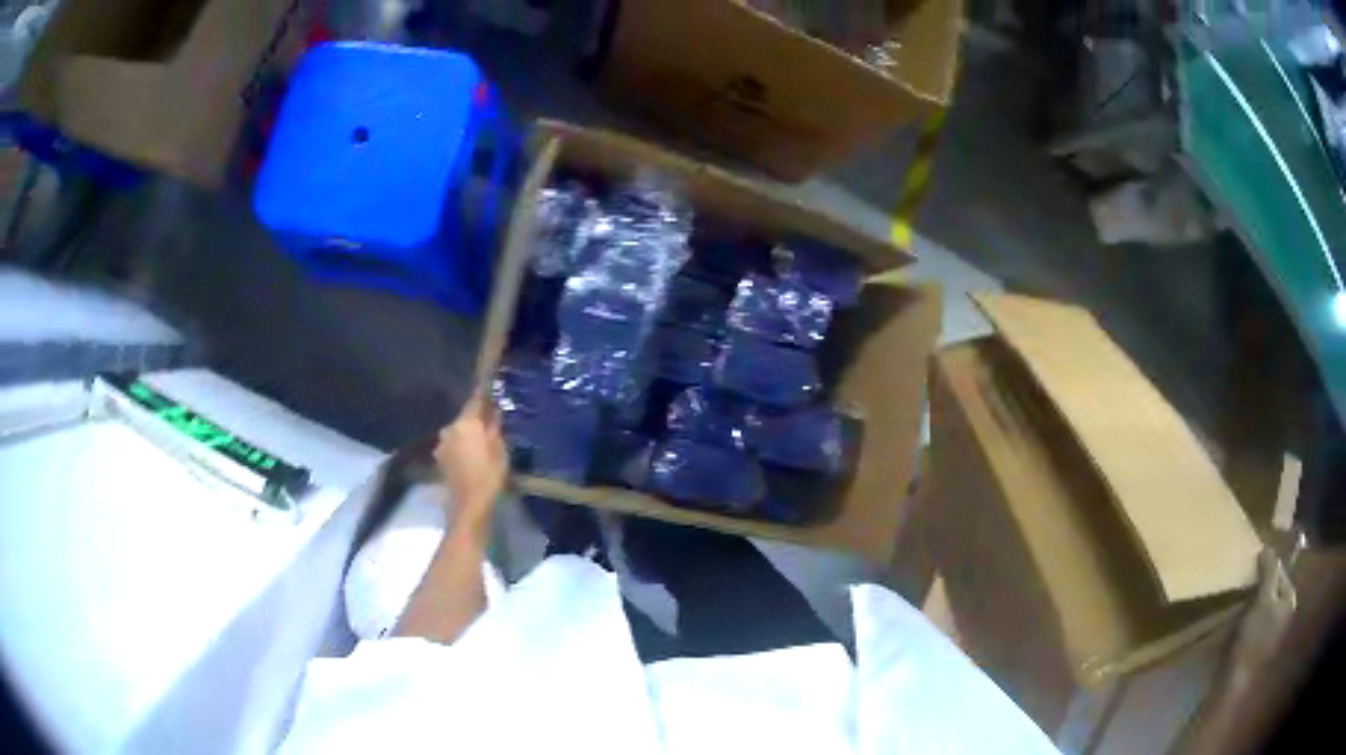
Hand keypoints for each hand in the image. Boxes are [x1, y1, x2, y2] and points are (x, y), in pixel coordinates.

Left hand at [434, 393, 507, 536]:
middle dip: (477, 419)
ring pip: (459, 432)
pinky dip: (463, 447)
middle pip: (466, 417)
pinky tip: (473, 457)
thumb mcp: (500, 450)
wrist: (468, 508)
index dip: (484, 393)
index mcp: (465, 423)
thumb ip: (495, 428)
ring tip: (483, 443)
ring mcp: (442, 445)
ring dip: (469, 434)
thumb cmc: (489, 477)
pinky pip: (454, 446)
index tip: (490, 384)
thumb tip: (494, 411)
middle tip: (492, 423)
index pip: (475, 401)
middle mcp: (449, 429)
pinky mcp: (440, 460)